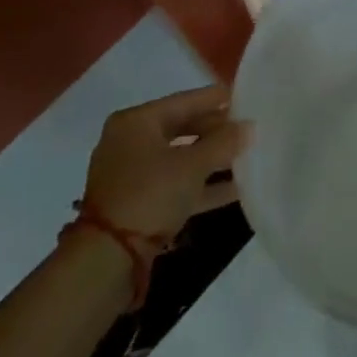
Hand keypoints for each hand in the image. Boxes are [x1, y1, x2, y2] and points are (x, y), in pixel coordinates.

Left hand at [83, 85, 248, 242]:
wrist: (108, 259)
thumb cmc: (150, 194)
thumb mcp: (192, 165)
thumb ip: (224, 143)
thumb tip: (249, 126)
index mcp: (137, 121)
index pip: (185, 101)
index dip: (217, 99)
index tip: (246, 97)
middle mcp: (131, 142)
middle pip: (183, 128)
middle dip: (217, 131)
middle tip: (249, 129)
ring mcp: (133, 174)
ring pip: (181, 158)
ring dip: (212, 160)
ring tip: (247, 156)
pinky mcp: (138, 203)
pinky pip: (176, 184)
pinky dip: (202, 185)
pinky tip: (235, 189)